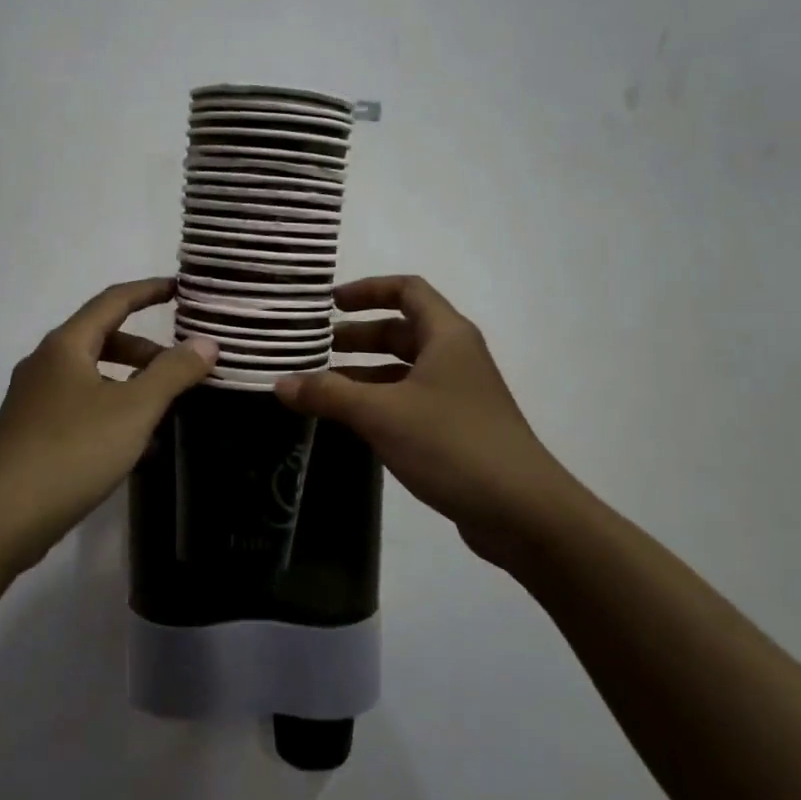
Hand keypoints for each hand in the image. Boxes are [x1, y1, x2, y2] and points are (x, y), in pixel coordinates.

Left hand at [0, 278, 216, 571]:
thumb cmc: (71, 452)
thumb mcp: (133, 409)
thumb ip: (173, 373)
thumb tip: (206, 343)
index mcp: (65, 346)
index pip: (113, 301)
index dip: (149, 291)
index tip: (181, 290)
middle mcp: (45, 364)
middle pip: (102, 339)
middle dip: (145, 349)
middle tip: (182, 367)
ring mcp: (34, 400)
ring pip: (92, 377)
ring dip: (130, 384)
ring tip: (165, 410)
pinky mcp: (32, 433)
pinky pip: (81, 406)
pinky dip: (112, 411)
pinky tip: (135, 446)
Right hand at [275, 276, 583, 565]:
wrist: (521, 510)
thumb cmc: (451, 443)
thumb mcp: (381, 414)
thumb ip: (328, 394)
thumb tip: (280, 383)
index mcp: (447, 335)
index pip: (407, 290)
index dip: (368, 290)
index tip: (331, 304)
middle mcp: (456, 356)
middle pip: (403, 330)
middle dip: (359, 336)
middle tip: (317, 349)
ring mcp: (460, 394)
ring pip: (405, 369)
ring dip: (366, 372)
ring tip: (323, 386)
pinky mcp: (458, 428)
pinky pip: (412, 400)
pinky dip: (381, 401)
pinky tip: (352, 421)